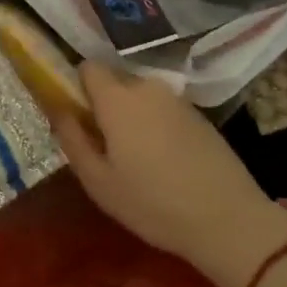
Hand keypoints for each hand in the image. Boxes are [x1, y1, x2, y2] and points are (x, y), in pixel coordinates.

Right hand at [49, 62, 286, 286]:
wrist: (229, 220)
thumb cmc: (153, 203)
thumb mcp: (99, 182)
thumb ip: (72, 139)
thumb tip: (57, 109)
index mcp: (118, 98)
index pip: (87, 67)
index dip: (77, 87)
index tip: (78, 117)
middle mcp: (147, 87)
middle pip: (115, 81)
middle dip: (104, 105)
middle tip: (105, 146)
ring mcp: (177, 99)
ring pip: (140, 96)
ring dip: (131, 116)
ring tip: (136, 158)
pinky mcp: (199, 114)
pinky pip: (163, 109)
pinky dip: (155, 125)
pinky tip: (164, 161)